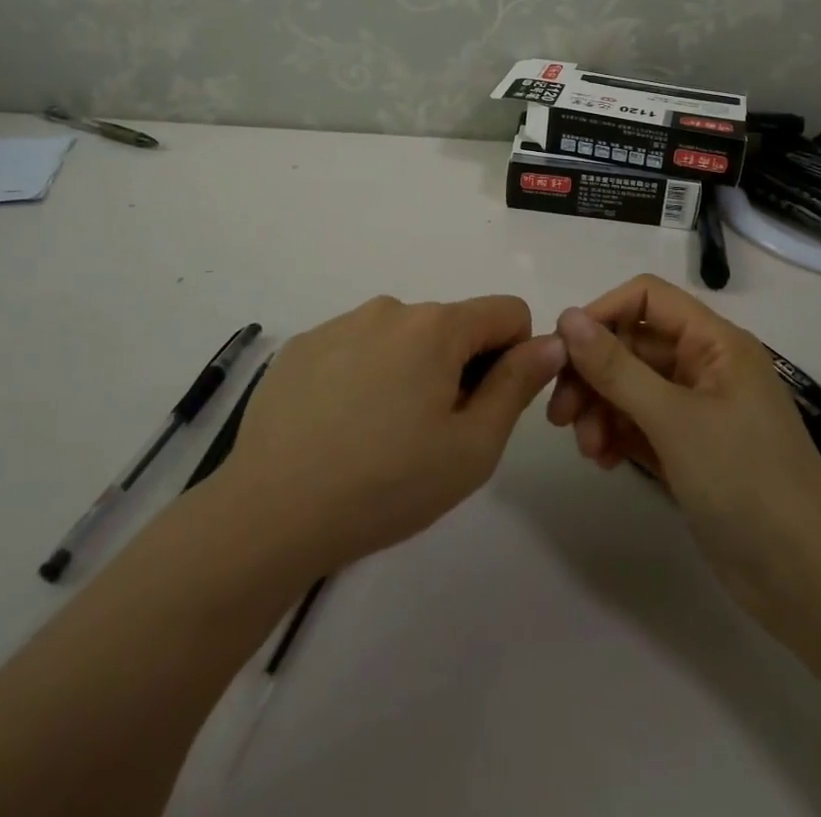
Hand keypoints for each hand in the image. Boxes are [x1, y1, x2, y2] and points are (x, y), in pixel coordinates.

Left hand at [221, 295, 565, 571]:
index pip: (506, 311)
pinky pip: (356, 347)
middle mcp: (390, 308)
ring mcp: (341, 323)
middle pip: (451, 326)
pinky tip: (338, 427)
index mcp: (436, 326)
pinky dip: (363, 376)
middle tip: (428, 435)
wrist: (269, 513)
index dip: (513, 356)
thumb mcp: (471, 448)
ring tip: (379, 435)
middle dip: (457, 368)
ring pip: (402, 337)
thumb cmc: (386, 485)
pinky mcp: (303, 345)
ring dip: (408, 371)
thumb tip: (551, 342)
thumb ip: (517, 386)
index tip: (484, 406)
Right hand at [547, 275, 820, 620]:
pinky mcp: (690, 451)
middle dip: (594, 374)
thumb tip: (567, 317)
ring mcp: (698, 411)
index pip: (647, 299)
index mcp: (715, 342)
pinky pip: (640, 425)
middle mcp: (706, 367)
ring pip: (631, 388)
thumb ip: (617, 368)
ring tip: (587, 448)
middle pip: (633, 346)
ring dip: (601, 409)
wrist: (810, 583)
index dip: (603, 314)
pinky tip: (602, 461)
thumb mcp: (675, 420)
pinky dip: (617, 435)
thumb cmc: (747, 482)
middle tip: (560, 413)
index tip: (563, 350)